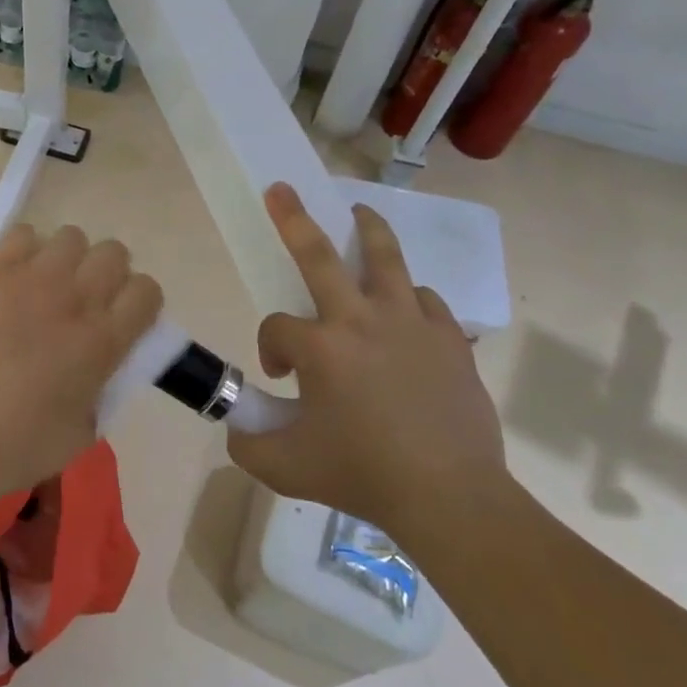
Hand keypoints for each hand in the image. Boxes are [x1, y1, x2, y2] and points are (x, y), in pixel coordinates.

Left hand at [0, 224, 162, 502]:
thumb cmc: (13, 447)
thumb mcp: (80, 433)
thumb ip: (99, 392)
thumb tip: (96, 371)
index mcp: (105, 342)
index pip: (146, 291)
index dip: (138, 303)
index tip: (122, 320)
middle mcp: (77, 299)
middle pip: (113, 253)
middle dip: (105, 274)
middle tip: (82, 301)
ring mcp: (33, 278)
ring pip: (72, 237)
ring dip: (66, 260)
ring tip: (44, 286)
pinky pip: (22, 234)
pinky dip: (24, 250)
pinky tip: (11, 278)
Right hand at [227, 184, 507, 549]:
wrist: (450, 497)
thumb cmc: (362, 476)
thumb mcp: (284, 468)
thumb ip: (247, 441)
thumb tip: (236, 424)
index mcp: (322, 348)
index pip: (276, 326)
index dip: (269, 347)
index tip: (280, 377)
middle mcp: (363, 320)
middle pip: (320, 256)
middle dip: (294, 219)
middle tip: (281, 190)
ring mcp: (411, 323)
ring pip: (385, 258)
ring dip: (366, 231)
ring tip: (358, 213)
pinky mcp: (449, 338)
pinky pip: (423, 299)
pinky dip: (407, 297)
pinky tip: (402, 309)